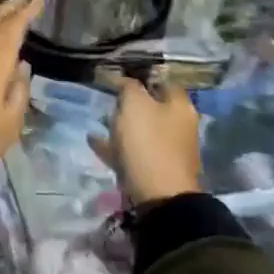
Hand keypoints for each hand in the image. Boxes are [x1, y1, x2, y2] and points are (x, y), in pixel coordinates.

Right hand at [90, 79, 201, 203]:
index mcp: (180, 106)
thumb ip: (128, 87)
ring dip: (121, 124)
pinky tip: (94, 141)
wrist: (160, 198)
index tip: (117, 75)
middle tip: (108, 98)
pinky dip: (115, 146)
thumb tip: (124, 80)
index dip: (140, 76)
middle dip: (130, 102)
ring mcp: (168, 150)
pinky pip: (132, 152)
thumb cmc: (149, 143)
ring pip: (142, 130)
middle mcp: (179, 126)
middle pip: (152, 106)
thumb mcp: (135, 105)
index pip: (161, 80)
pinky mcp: (155, 170)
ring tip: (100, 120)